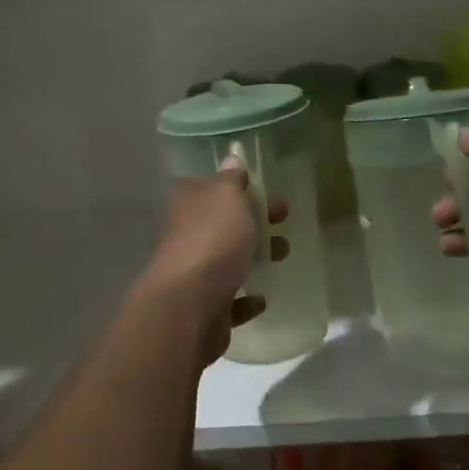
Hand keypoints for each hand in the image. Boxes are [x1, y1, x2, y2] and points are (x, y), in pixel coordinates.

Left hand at [141, 163, 288, 364]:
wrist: (190, 306)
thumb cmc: (212, 241)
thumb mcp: (227, 197)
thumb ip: (231, 180)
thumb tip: (231, 159)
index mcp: (187, 205)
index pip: (207, 187)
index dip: (234, 186)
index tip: (262, 189)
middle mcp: (185, 237)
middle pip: (221, 224)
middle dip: (253, 221)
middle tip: (283, 219)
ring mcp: (192, 276)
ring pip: (226, 261)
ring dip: (254, 257)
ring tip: (282, 254)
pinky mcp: (204, 310)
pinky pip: (228, 301)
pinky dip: (245, 300)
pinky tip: (261, 299)